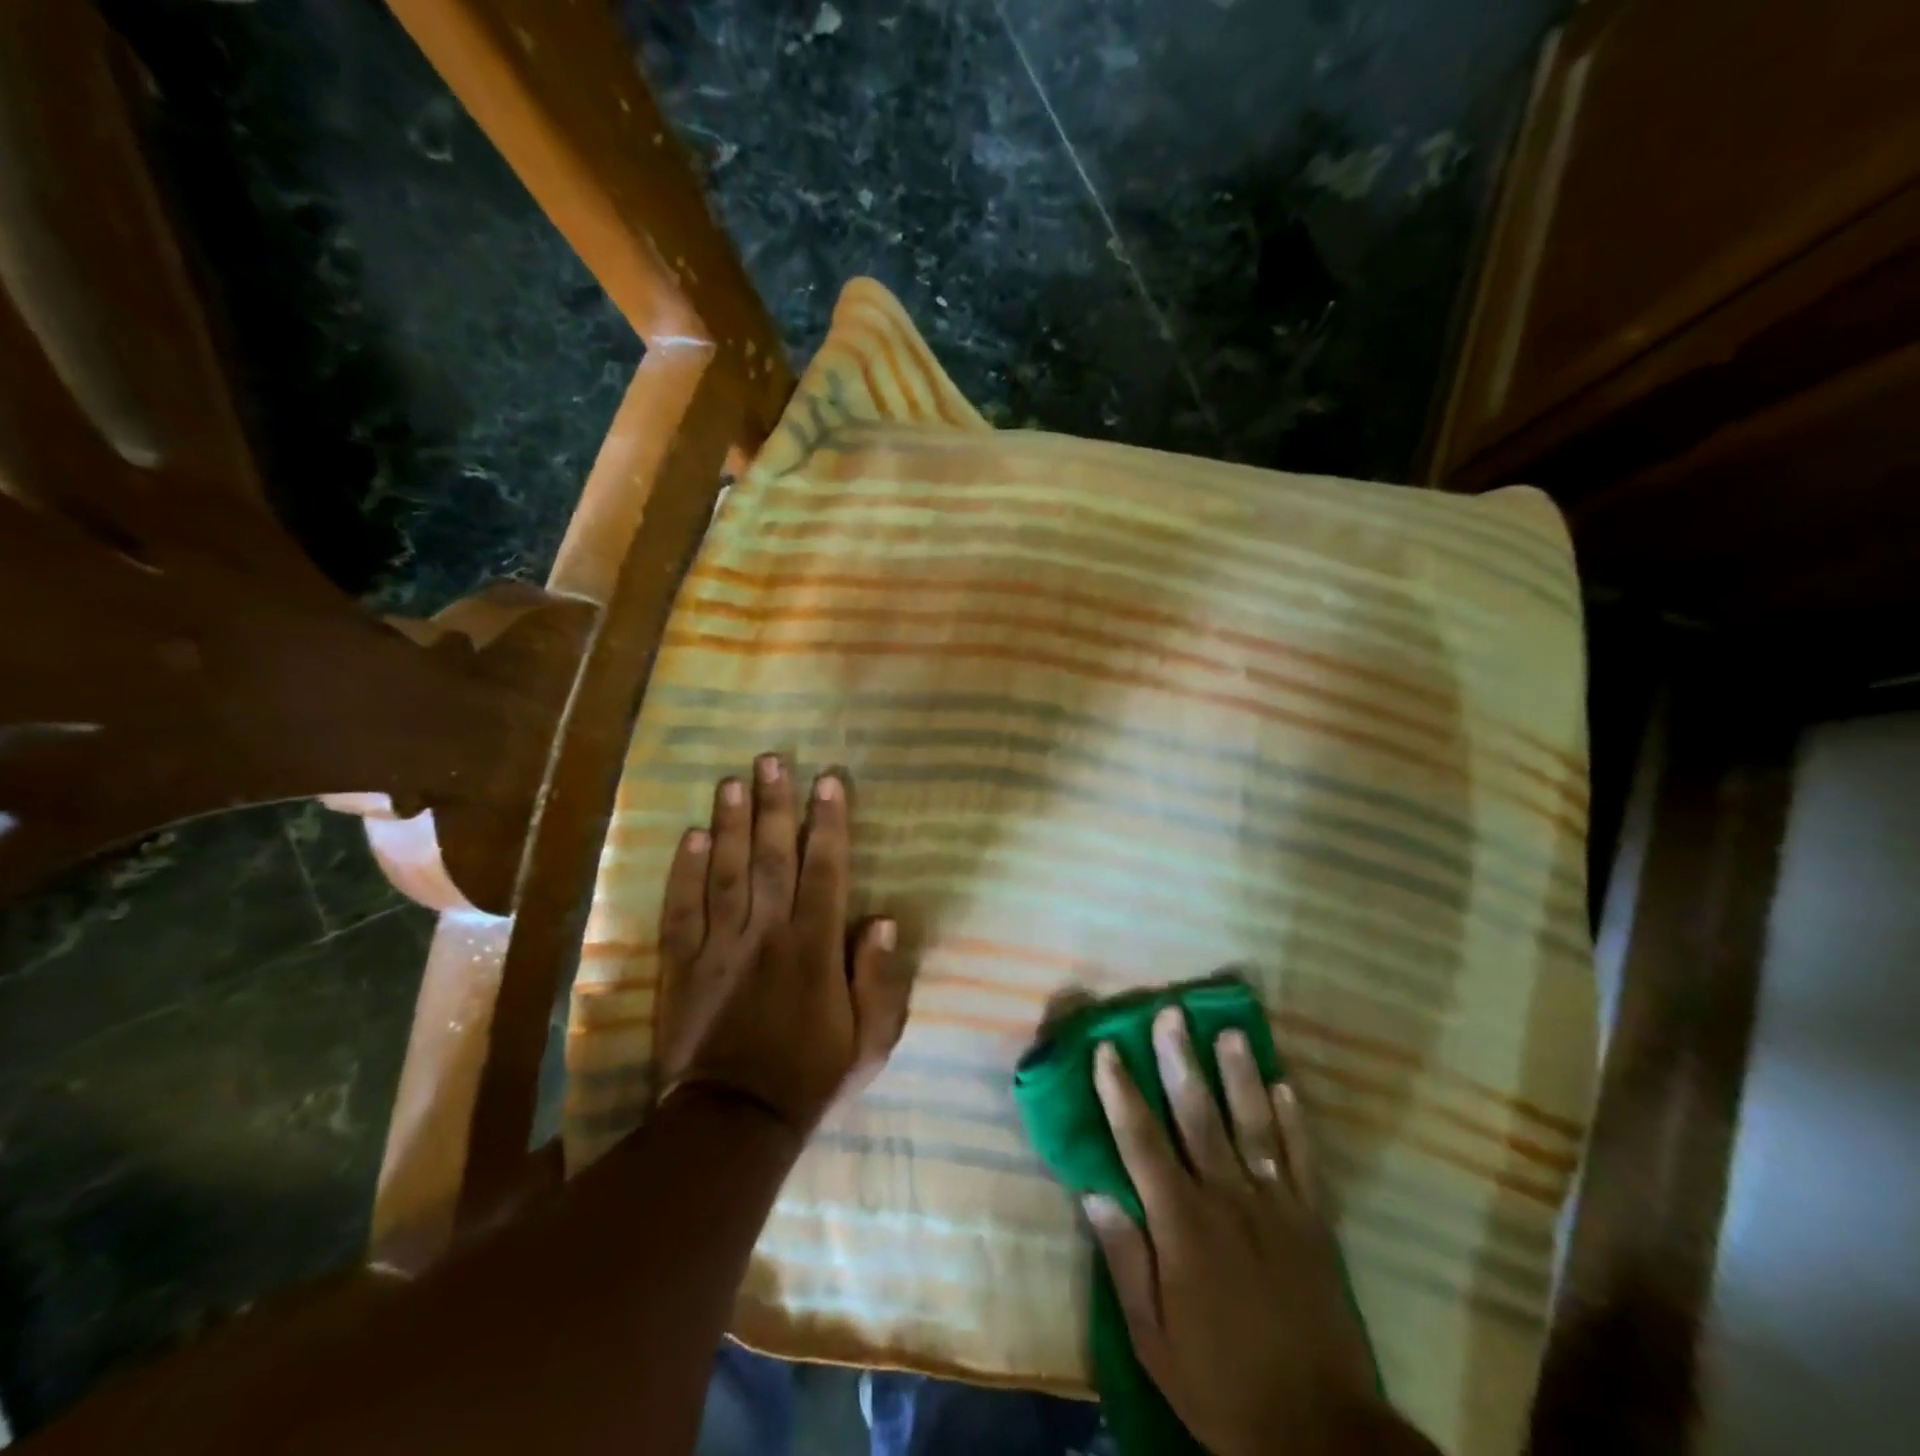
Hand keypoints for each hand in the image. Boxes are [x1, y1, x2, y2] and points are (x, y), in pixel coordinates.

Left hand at [654, 755, 908, 1134]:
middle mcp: (768, 935)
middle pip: (772, 858)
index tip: (828, 782)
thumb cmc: (811, 1077)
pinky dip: (684, 872)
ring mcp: (720, 948)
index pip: (825, 871)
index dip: (829, 824)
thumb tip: (884, 920)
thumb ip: (880, 980)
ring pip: (725, 873)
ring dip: (729, 824)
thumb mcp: (869, 1042)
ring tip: (731, 781)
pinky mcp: (682, 966)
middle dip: (775, 806)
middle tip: (772, 760)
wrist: (734, 1122)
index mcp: (815, 949)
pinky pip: (681, 910)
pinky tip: (691, 836)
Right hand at [1085, 1009, 1431, 1455]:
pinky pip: (1302, 1160)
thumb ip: (1125, 1260)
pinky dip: (1293, 1121)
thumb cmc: (1221, 1384)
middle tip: (1169, 1013)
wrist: (1320, 1432)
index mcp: (1182, 1226)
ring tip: (1229, 1031)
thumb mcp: (1155, 1339)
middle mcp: (1228, 1200)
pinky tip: (1285, 1085)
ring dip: (1239, 1075)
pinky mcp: (1314, 1222)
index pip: (1142, 1143)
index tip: (1107, 1049)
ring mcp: (1276, 1207)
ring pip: (1253, 1125)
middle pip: (1199, 1117)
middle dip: (1179, 1061)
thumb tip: (1093, 1192)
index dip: (1121, 1093)